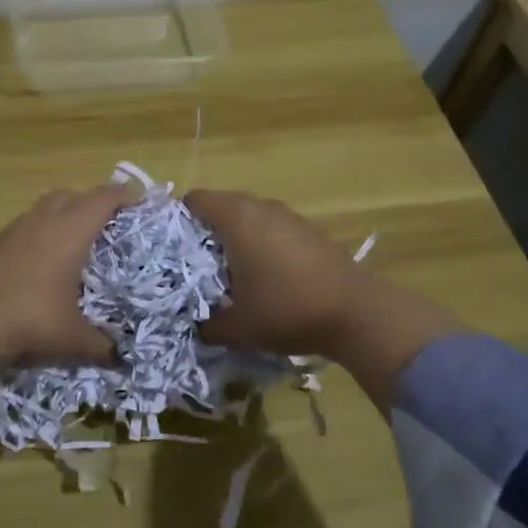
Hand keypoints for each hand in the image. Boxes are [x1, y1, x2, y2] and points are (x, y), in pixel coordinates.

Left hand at [0, 185, 132, 360]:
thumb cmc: (29, 320)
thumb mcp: (71, 337)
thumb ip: (99, 345)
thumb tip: (120, 359)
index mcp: (70, 232)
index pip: (103, 200)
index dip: (123, 195)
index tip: (138, 197)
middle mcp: (43, 222)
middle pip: (72, 195)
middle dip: (91, 201)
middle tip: (106, 220)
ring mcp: (14, 230)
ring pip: (44, 208)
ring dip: (61, 214)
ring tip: (72, 238)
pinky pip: (23, 227)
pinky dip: (37, 233)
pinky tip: (38, 260)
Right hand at [182, 190, 370, 356]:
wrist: (358, 313)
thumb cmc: (287, 309)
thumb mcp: (237, 327)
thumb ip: (206, 324)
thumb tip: (196, 325)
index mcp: (236, 217)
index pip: (194, 200)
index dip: (177, 221)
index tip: (170, 250)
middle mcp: (260, 206)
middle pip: (220, 206)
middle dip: (204, 233)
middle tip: (194, 267)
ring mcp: (288, 216)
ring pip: (248, 218)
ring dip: (234, 239)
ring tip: (228, 275)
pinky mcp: (309, 231)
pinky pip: (271, 229)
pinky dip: (260, 245)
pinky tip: (265, 278)